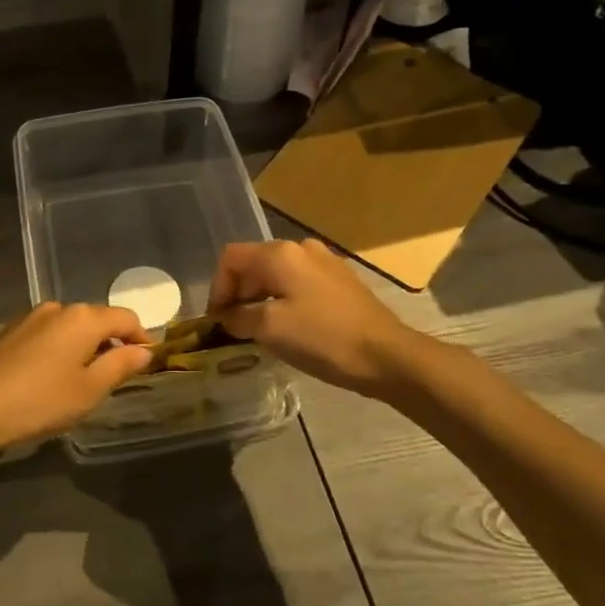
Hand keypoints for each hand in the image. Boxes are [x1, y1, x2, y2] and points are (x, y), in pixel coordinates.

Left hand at [0, 303, 153, 457]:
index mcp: (83, 318)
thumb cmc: (39, 400)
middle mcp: (58, 308)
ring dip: (84, 345)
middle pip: (97, 319)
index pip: (125, 317)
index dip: (142, 337)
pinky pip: (47, 334)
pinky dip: (60, 348)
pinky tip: (53, 374)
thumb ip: (119, 366)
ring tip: (85, 377)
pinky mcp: (9, 331)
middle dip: (112, 341)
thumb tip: (144, 350)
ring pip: (70, 326)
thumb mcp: (88, 390)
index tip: (150, 360)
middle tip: (119, 372)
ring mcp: (30, 317)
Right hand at [208, 239, 417, 396]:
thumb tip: (227, 317)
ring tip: (258, 331)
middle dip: (238, 294)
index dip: (217, 288)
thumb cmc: (323, 338)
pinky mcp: (340, 281)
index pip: (231, 258)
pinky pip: (299, 284)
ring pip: (277, 275)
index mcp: (280, 254)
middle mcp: (301, 249)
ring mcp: (324, 263)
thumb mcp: (270, 329)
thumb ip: (239, 317)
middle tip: (234, 328)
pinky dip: (284, 301)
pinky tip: (289, 328)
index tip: (217, 321)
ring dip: (260, 299)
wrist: (388, 356)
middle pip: (254, 264)